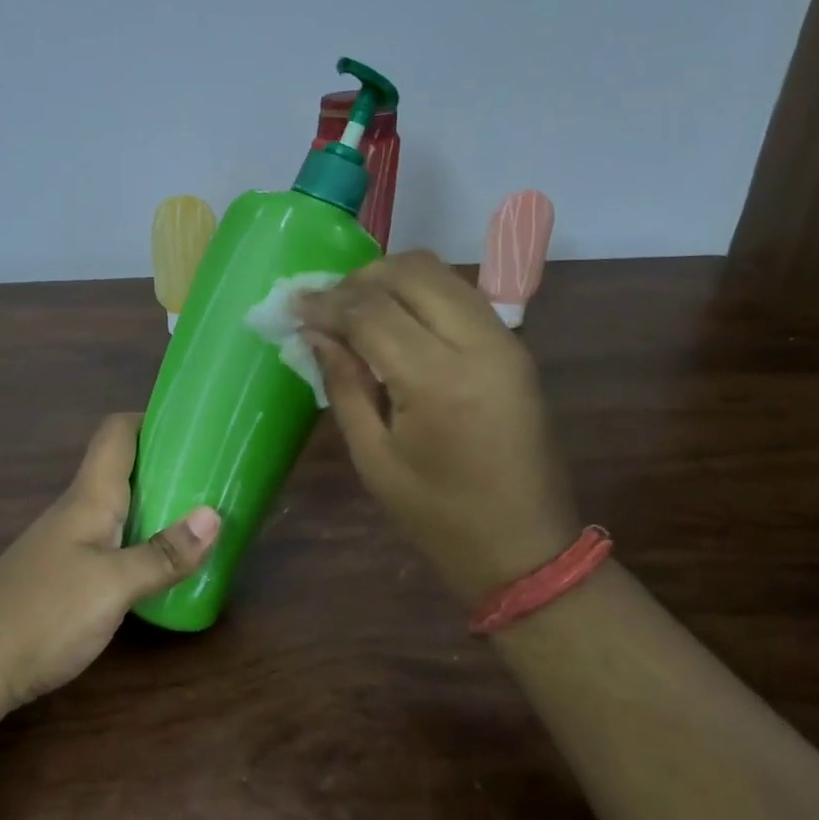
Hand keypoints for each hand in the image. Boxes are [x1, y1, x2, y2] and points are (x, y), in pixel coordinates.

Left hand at [0, 414, 219, 715]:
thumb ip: (163, 554)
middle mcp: (77, 512)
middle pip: (122, 469)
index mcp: (89, 498)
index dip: (152, 419)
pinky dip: (142, 541)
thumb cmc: (43, 614)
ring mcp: (67, 545)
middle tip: (214, 476)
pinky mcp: (63, 577)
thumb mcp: (113, 586)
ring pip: (118, 508)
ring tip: (201, 517)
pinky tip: (162, 566)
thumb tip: (215, 515)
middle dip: (167, 465)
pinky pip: (112, 542)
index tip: (194, 425)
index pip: (116, 434)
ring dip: (157, 505)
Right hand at [298, 250, 580, 603]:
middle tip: (325, 307)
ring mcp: (506, 340)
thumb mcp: (374, 459)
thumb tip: (315, 333)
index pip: (372, 312)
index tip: (292, 304)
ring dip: (391, 279)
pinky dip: (421, 293)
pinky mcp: (516, 347)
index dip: (326, 303)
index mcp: (438, 381)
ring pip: (441, 272)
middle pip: (411, 272)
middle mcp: (479, 344)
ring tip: (355, 310)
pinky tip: (394, 321)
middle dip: (359, 279)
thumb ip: (344, 385)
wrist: (526, 547)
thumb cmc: (439, 517)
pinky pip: (460, 295)